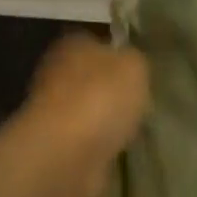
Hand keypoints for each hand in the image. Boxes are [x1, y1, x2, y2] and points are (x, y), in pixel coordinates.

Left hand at [13, 33, 149, 196]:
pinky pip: (89, 137)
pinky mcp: (59, 144)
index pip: (97, 42)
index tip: (139, 69)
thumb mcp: (134, 66)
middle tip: (141, 98)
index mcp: (73, 46)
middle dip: (113, 88)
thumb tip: (129, 63)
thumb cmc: (101, 98)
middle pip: (92, 76)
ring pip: (90, 107)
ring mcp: (55, 111)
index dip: (118, 53)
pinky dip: (102, 142)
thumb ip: (134, 59)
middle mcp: (57, 73)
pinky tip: (121, 145)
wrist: (67, 154)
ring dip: (108, 117)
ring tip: (135, 125)